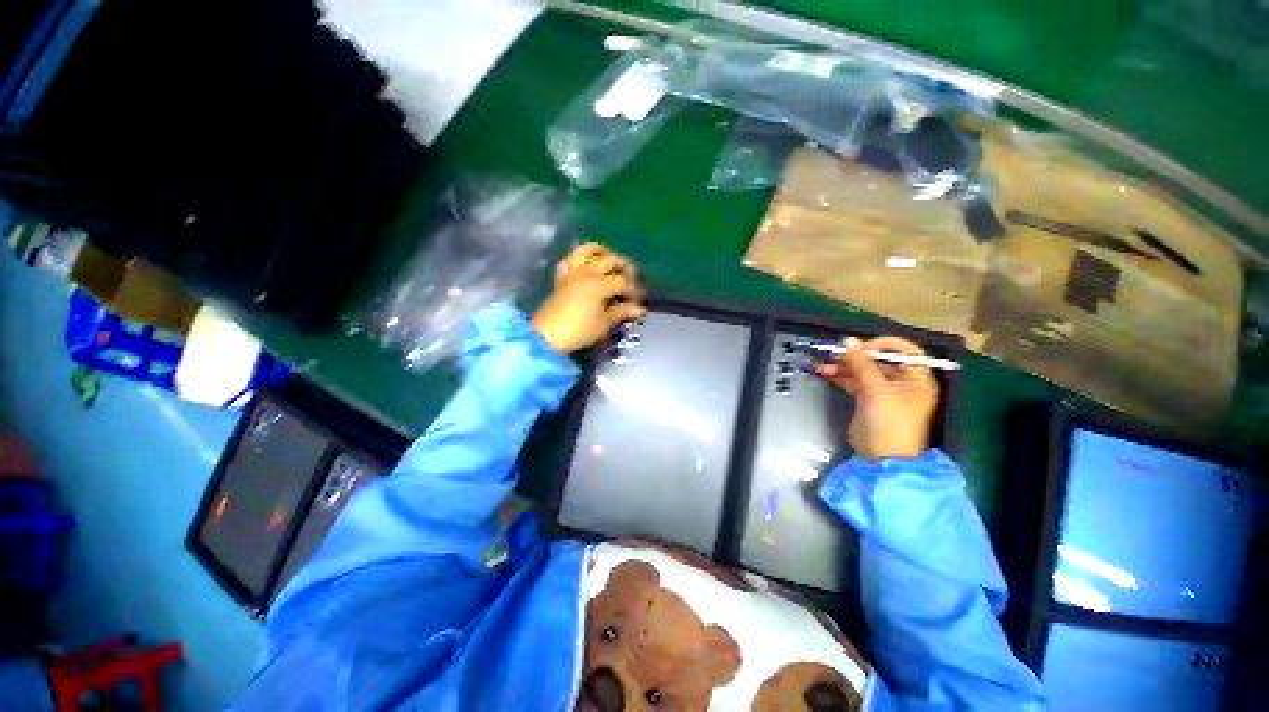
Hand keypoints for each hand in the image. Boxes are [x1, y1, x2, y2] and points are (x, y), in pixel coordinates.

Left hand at [532, 243, 645, 353]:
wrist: (547, 336)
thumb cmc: (579, 331)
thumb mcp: (604, 323)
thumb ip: (621, 312)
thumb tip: (639, 309)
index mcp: (599, 284)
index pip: (623, 281)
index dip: (634, 290)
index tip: (639, 301)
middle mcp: (587, 273)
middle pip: (610, 260)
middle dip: (624, 267)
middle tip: (631, 277)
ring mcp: (572, 273)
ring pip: (586, 251)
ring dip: (600, 250)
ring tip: (609, 256)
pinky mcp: (561, 278)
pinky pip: (568, 260)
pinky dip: (578, 258)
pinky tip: (585, 263)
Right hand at [815, 336, 937, 460]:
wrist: (881, 457)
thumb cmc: (889, 423)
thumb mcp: (877, 390)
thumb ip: (862, 364)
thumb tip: (849, 340)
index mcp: (917, 378)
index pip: (905, 350)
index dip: (883, 345)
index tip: (861, 347)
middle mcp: (903, 381)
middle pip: (880, 360)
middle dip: (857, 357)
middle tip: (836, 355)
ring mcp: (884, 391)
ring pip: (864, 370)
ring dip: (845, 367)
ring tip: (825, 366)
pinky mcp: (868, 399)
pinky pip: (854, 381)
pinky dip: (841, 376)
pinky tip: (826, 373)